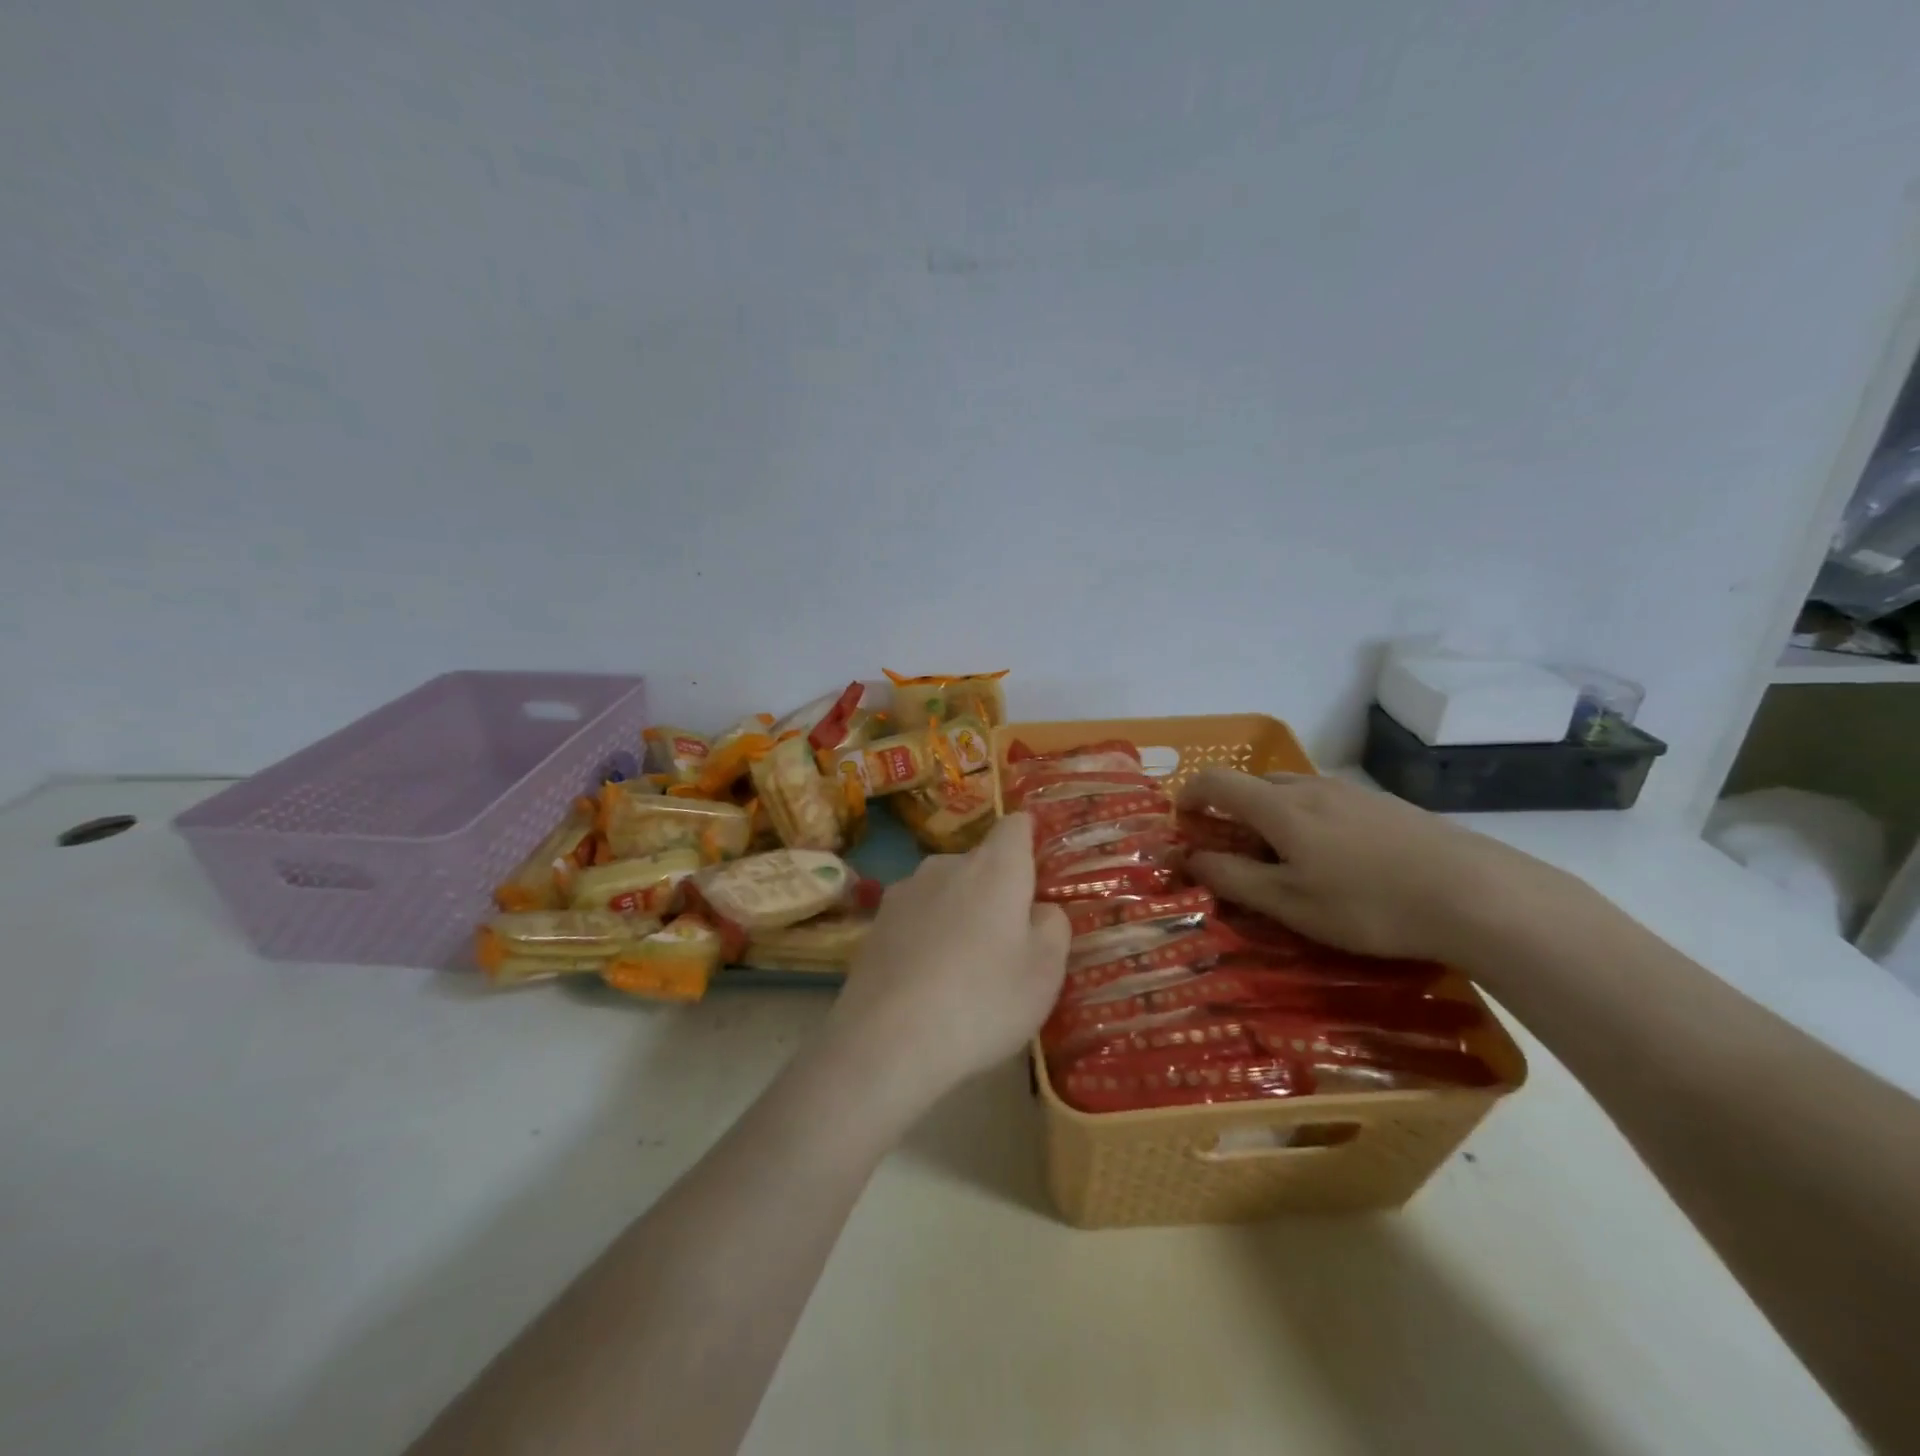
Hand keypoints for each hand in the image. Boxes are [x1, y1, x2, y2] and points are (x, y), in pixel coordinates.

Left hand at [827, 813, 1069, 1106]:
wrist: (887, 1040)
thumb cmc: (982, 1000)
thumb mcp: (1044, 972)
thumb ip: (1053, 928)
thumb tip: (1040, 909)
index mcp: (994, 867)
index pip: (1016, 825)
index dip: (1030, 838)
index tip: (1038, 868)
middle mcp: (946, 865)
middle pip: (980, 863)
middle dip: (996, 890)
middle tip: (1009, 941)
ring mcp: (904, 892)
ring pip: (945, 891)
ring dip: (959, 913)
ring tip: (964, 968)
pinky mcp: (875, 923)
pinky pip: (915, 918)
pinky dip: (927, 937)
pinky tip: (927, 982)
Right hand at [1178, 770, 1569, 962]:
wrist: (1478, 895)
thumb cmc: (1369, 904)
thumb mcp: (1290, 904)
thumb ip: (1233, 879)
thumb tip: (1190, 859)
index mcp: (1278, 806)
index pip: (1215, 781)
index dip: (1189, 797)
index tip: (1183, 826)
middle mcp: (1310, 787)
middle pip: (1252, 784)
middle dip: (1229, 813)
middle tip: (1233, 857)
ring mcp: (1351, 792)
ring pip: (1291, 794)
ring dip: (1269, 818)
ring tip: (1285, 864)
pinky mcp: (1384, 806)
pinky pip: (1325, 804)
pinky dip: (1306, 823)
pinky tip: (1336, 863)